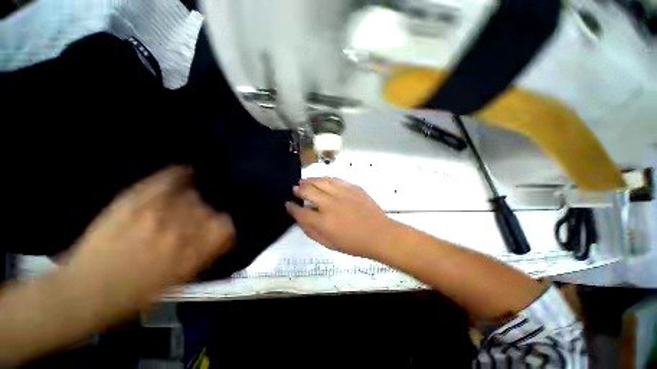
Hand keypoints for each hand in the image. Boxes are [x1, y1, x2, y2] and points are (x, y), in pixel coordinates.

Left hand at [65, 166, 234, 313]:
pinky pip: (168, 178)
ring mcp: (157, 212)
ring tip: (180, 206)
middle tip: (193, 221)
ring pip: (192, 194)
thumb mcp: (180, 280)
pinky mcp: (135, 200)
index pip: (226, 226)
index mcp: (192, 253)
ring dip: (191, 200)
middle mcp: (180, 231)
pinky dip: (179, 175)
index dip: (225, 225)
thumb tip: (222, 234)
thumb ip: (206, 253)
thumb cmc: (136, 294)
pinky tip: (184, 174)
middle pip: (209, 209)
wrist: (86, 290)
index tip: (218, 228)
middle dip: (205, 215)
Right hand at [285, 178, 395, 257]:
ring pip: (320, 181)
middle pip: (308, 191)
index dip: (291, 207)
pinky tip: (321, 180)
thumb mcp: (328, 244)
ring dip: (309, 181)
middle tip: (295, 190)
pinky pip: (334, 179)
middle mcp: (330, 204)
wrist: (379, 234)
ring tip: (304, 182)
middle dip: (298, 190)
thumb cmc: (353, 243)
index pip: (300, 211)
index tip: (288, 204)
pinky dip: (325, 179)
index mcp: (324, 222)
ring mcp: (342, 193)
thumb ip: (311, 231)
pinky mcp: (352, 187)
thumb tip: (299, 218)